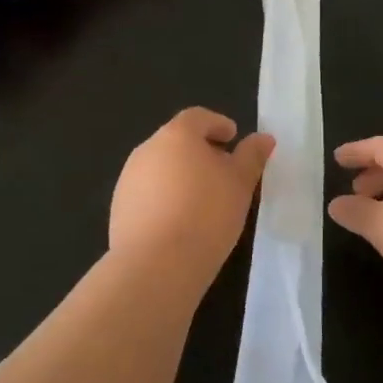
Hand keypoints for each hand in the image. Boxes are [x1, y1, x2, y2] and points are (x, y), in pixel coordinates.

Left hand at [111, 109, 273, 289]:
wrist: (156, 264)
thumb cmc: (207, 214)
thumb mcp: (240, 184)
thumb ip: (251, 157)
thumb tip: (263, 138)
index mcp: (176, 135)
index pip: (197, 117)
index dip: (217, 124)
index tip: (232, 138)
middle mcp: (146, 151)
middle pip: (176, 142)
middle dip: (199, 152)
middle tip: (223, 173)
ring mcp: (128, 180)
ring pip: (160, 169)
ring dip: (180, 177)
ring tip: (203, 201)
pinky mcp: (119, 209)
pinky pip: (147, 195)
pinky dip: (164, 199)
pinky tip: (179, 223)